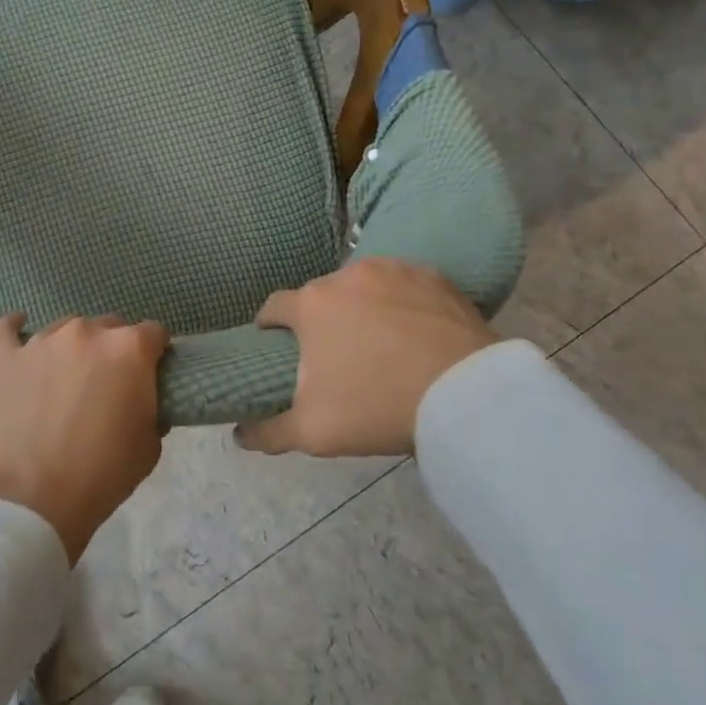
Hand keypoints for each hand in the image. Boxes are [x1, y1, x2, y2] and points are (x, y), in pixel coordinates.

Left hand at [0, 314, 169, 563]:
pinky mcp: (8, 358)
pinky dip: (14, 328)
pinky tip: (19, 329)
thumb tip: (139, 395)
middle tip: (108, 381)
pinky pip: (7, 330)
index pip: (153, 333)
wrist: (39, 498)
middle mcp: (87, 332)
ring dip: (74, 346)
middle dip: (114, 348)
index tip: (151, 372)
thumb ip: (150, 404)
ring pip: (66, 328)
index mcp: (129, 348)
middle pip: (110, 326)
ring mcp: (43, 341)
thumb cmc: (105, 472)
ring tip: (67, 376)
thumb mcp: (151, 443)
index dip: (155, 353)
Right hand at [236, 258, 498, 457]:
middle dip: (320, 319)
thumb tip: (239, 433)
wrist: (466, 397)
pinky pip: (404, 285)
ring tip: (379, 341)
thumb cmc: (377, 407)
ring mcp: (391, 270)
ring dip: (361, 307)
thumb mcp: (313, 431)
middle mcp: (345, 277)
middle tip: (334, 354)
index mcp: (310, 305)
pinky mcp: (432, 276)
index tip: (276, 346)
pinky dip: (402, 302)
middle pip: (319, 297)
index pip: (273, 307)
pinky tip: (415, 331)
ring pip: (362, 287)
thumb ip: (268, 431)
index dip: (270, 327)